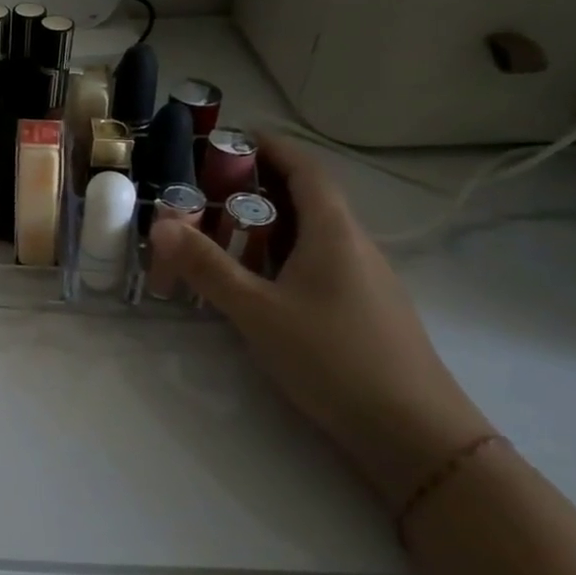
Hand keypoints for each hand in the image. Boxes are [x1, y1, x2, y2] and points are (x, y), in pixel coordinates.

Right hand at [148, 136, 495, 505]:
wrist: (416, 438)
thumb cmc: (334, 359)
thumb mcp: (257, 311)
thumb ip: (206, 266)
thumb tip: (159, 224)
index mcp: (335, 233)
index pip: (305, 169)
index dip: (270, 147)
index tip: (230, 137)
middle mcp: (354, 246)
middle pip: (307, 198)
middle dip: (257, 185)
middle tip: (205, 188)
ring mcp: (364, 280)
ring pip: (311, 234)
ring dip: (267, 223)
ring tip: (219, 231)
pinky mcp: (363, 310)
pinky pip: (317, 263)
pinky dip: (281, 255)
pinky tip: (255, 281)